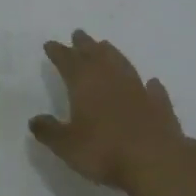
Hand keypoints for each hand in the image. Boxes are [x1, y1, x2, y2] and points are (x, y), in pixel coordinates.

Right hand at [30, 31, 194, 192]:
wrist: (155, 161)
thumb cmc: (104, 151)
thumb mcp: (66, 145)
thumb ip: (49, 131)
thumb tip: (34, 120)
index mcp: (85, 85)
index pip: (68, 62)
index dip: (59, 53)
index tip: (51, 44)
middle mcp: (112, 80)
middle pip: (96, 55)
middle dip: (85, 44)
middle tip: (78, 34)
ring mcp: (139, 90)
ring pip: (123, 64)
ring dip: (112, 54)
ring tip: (106, 46)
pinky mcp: (160, 106)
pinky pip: (152, 89)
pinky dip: (148, 84)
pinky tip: (150, 82)